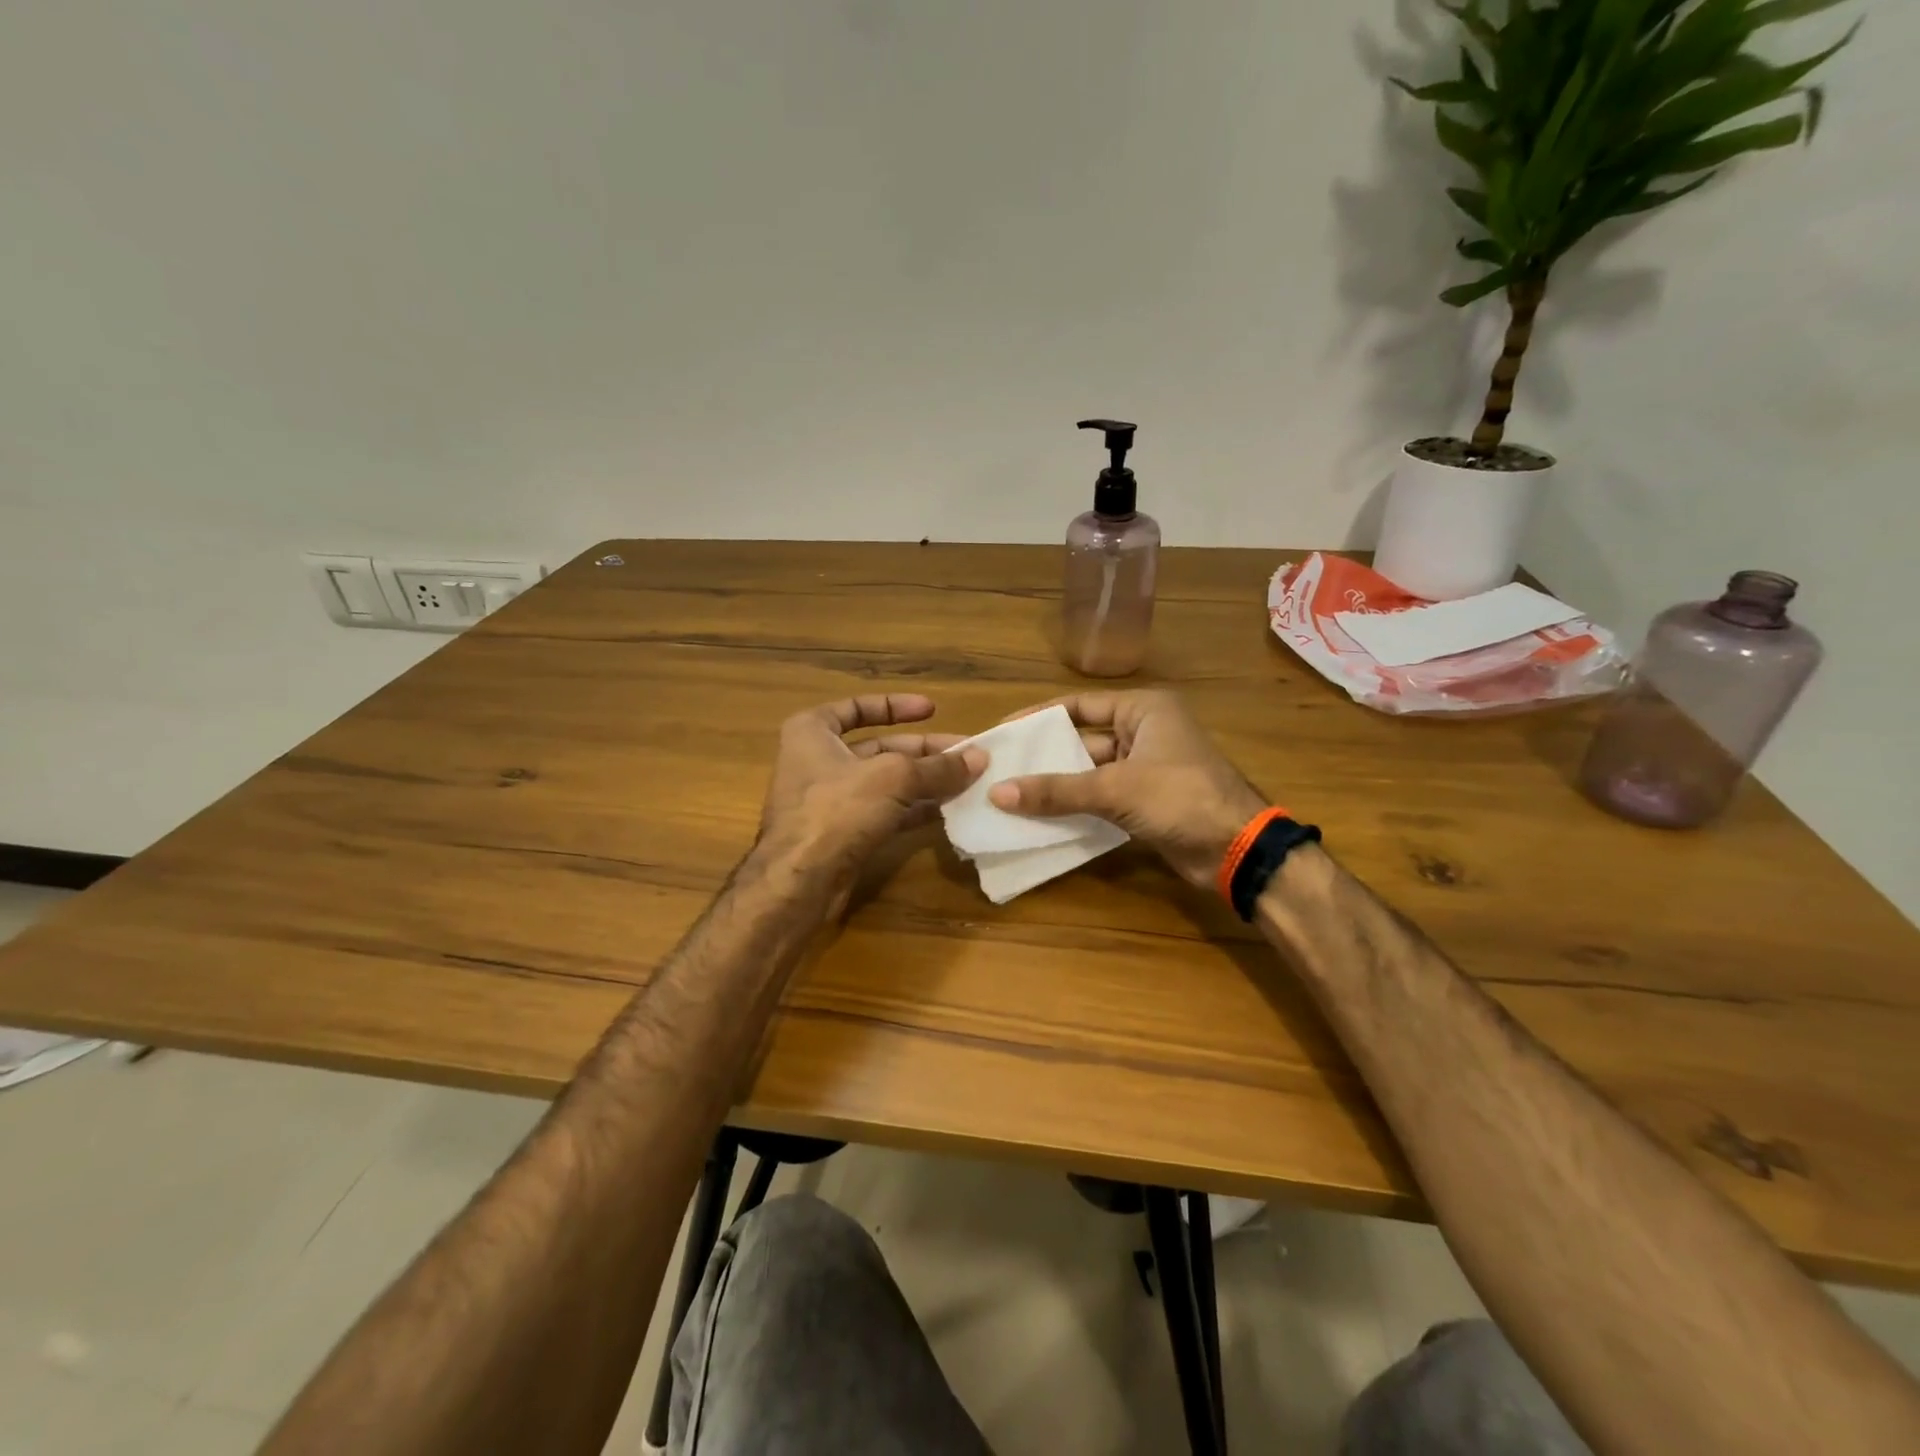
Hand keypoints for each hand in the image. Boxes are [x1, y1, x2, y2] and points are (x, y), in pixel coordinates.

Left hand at [758, 694, 985, 895]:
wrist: (801, 880)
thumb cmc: (838, 809)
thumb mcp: (894, 777)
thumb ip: (937, 767)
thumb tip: (979, 758)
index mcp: (813, 732)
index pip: (857, 707)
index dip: (896, 706)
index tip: (932, 710)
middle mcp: (817, 760)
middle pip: (879, 747)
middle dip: (924, 751)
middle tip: (967, 755)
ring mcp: (829, 800)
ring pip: (886, 782)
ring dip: (925, 781)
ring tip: (967, 781)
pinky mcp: (843, 832)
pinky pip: (885, 811)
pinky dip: (914, 808)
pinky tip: (948, 809)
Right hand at [987, 690, 1266, 889]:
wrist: (1237, 850)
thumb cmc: (1180, 797)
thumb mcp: (1115, 788)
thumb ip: (1056, 790)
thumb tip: (997, 794)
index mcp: (1143, 709)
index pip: (1078, 705)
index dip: (1038, 717)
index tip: (1002, 732)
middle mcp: (1143, 731)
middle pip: (1081, 739)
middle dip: (1043, 756)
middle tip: (998, 767)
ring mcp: (1145, 768)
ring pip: (1088, 772)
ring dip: (1055, 785)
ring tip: (1007, 794)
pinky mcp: (1144, 801)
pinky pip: (1099, 797)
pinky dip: (1074, 806)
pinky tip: (1039, 817)